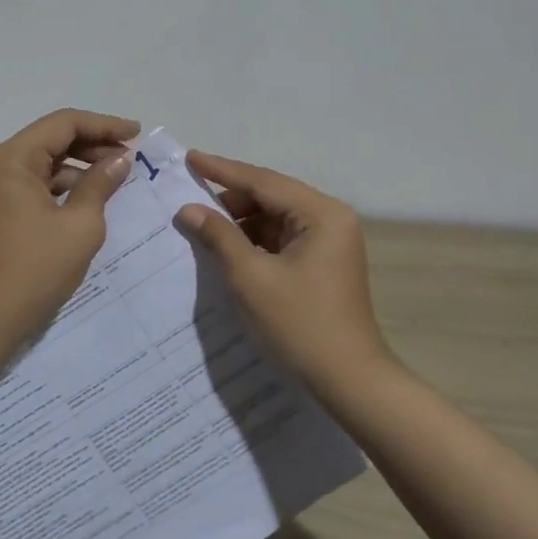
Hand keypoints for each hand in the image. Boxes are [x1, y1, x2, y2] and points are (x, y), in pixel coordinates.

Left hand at [0, 109, 138, 345]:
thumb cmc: (35, 269)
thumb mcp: (80, 225)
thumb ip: (100, 184)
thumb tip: (120, 159)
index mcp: (12, 159)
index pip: (63, 123)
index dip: (104, 125)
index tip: (137, 133)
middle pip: (52, 138)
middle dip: (93, 143)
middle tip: (131, 155)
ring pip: (44, 161)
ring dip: (80, 165)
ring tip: (117, 176)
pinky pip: (36, 183)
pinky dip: (63, 185)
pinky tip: (90, 196)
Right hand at [174, 151, 393, 394]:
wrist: (349, 380)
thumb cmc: (300, 324)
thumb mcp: (251, 277)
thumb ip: (219, 236)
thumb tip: (188, 210)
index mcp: (321, 214)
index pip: (263, 181)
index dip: (222, 170)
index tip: (190, 158)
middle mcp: (330, 218)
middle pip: (271, 196)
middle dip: (230, 200)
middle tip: (189, 202)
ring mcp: (330, 241)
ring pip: (275, 218)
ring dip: (241, 222)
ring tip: (202, 227)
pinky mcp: (324, 262)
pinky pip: (282, 238)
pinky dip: (255, 241)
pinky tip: (228, 249)